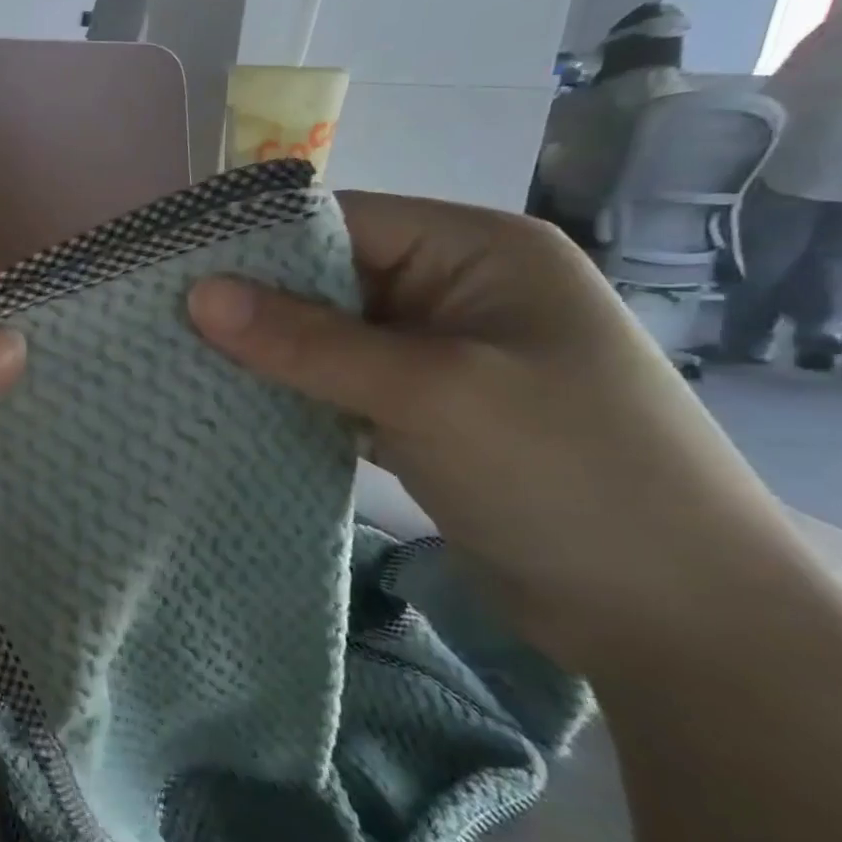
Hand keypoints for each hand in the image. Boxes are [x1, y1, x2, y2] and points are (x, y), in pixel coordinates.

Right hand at [187, 192, 794, 673]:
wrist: (674, 620)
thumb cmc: (565, 473)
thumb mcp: (429, 391)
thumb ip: (307, 341)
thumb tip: (198, 294)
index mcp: (475, 251)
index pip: (341, 221)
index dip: (257, 243)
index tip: (176, 274)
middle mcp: (455, 290)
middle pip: (328, 279)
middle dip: (254, 306)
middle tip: (167, 327)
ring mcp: (439, 355)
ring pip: (327, 338)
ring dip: (268, 355)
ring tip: (187, 365)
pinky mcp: (423, 412)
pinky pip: (339, 386)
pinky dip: (293, 396)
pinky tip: (236, 407)